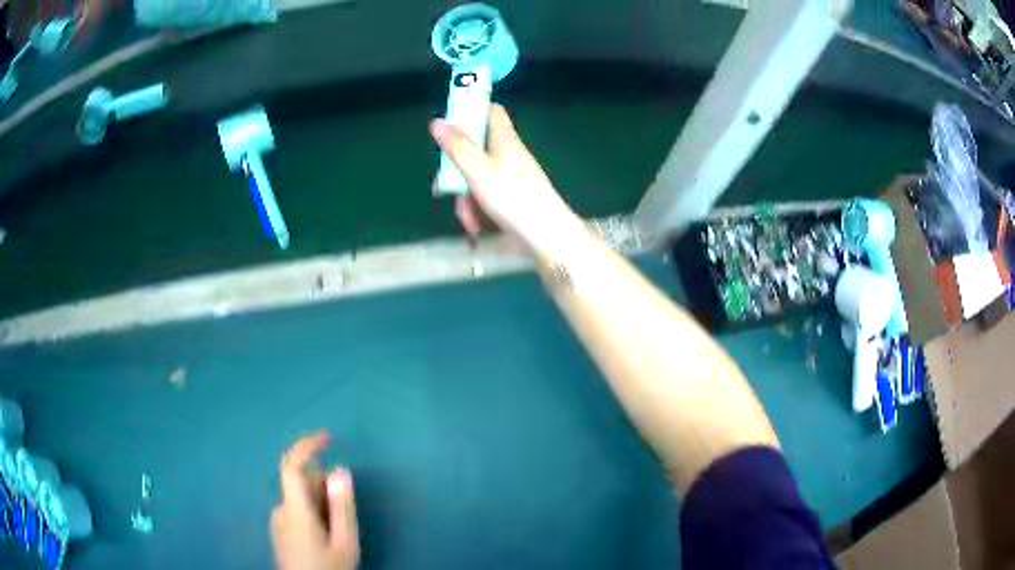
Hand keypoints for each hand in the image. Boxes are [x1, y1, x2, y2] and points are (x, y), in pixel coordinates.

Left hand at [271, 432, 359, 569]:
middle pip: (300, 482)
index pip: (293, 465)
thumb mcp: (345, 543)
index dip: (307, 445)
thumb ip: (342, 506)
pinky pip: (296, 510)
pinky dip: (312, 511)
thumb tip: (340, 470)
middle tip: (346, 510)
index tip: (328, 436)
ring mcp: (277, 521)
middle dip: (324, 484)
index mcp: (295, 510)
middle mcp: (281, 510)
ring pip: (300, 498)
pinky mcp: (279, 531)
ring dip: (320, 501)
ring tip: (338, 530)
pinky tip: (326, 535)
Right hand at [430, 104, 585, 256]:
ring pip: (478, 177)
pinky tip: (478, 226)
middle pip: (476, 149)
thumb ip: (457, 147)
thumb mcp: (479, 171)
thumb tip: (437, 121)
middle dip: (458, 170)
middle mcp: (509, 154)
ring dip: (467, 198)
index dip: (471, 111)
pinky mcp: (513, 197)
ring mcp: (512, 176)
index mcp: (504, 139)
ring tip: (469, 219)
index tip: (451, 123)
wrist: (547, 234)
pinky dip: (479, 209)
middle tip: (447, 187)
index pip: (491, 111)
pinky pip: (488, 195)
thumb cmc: (514, 198)